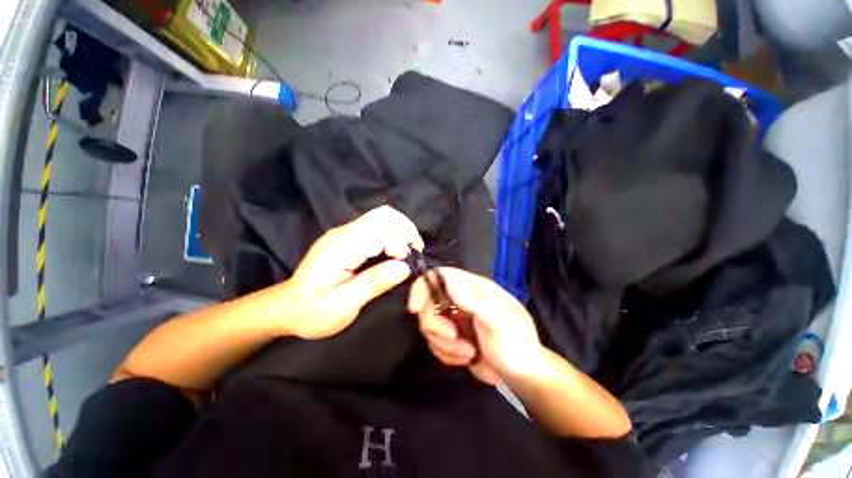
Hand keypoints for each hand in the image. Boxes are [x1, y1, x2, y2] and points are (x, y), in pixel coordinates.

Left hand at [283, 206, 423, 338]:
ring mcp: (346, 233)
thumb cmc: (312, 311)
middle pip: (385, 215)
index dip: (402, 242)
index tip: (409, 263)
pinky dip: (394, 235)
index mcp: (341, 247)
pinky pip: (378, 226)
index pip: (380, 228)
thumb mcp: (342, 306)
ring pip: (383, 217)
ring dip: (402, 232)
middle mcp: (344, 233)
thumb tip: (405, 267)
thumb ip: (374, 284)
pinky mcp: (350, 237)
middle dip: (407, 232)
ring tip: (408, 254)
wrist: (288, 307)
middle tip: (414, 255)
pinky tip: (396, 252)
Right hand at [408, 267, 544, 384]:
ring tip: (468, 352)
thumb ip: (471, 299)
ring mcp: (455, 320)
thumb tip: (446, 277)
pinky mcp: (452, 339)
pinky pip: (435, 344)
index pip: (439, 276)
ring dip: (445, 345)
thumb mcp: (497, 320)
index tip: (415, 309)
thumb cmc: (516, 343)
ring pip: (430, 326)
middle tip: (454, 338)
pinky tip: (467, 358)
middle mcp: (460, 300)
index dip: (423, 287)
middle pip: (428, 303)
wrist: (523, 375)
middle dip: (436, 326)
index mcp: (472, 288)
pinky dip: (447, 354)